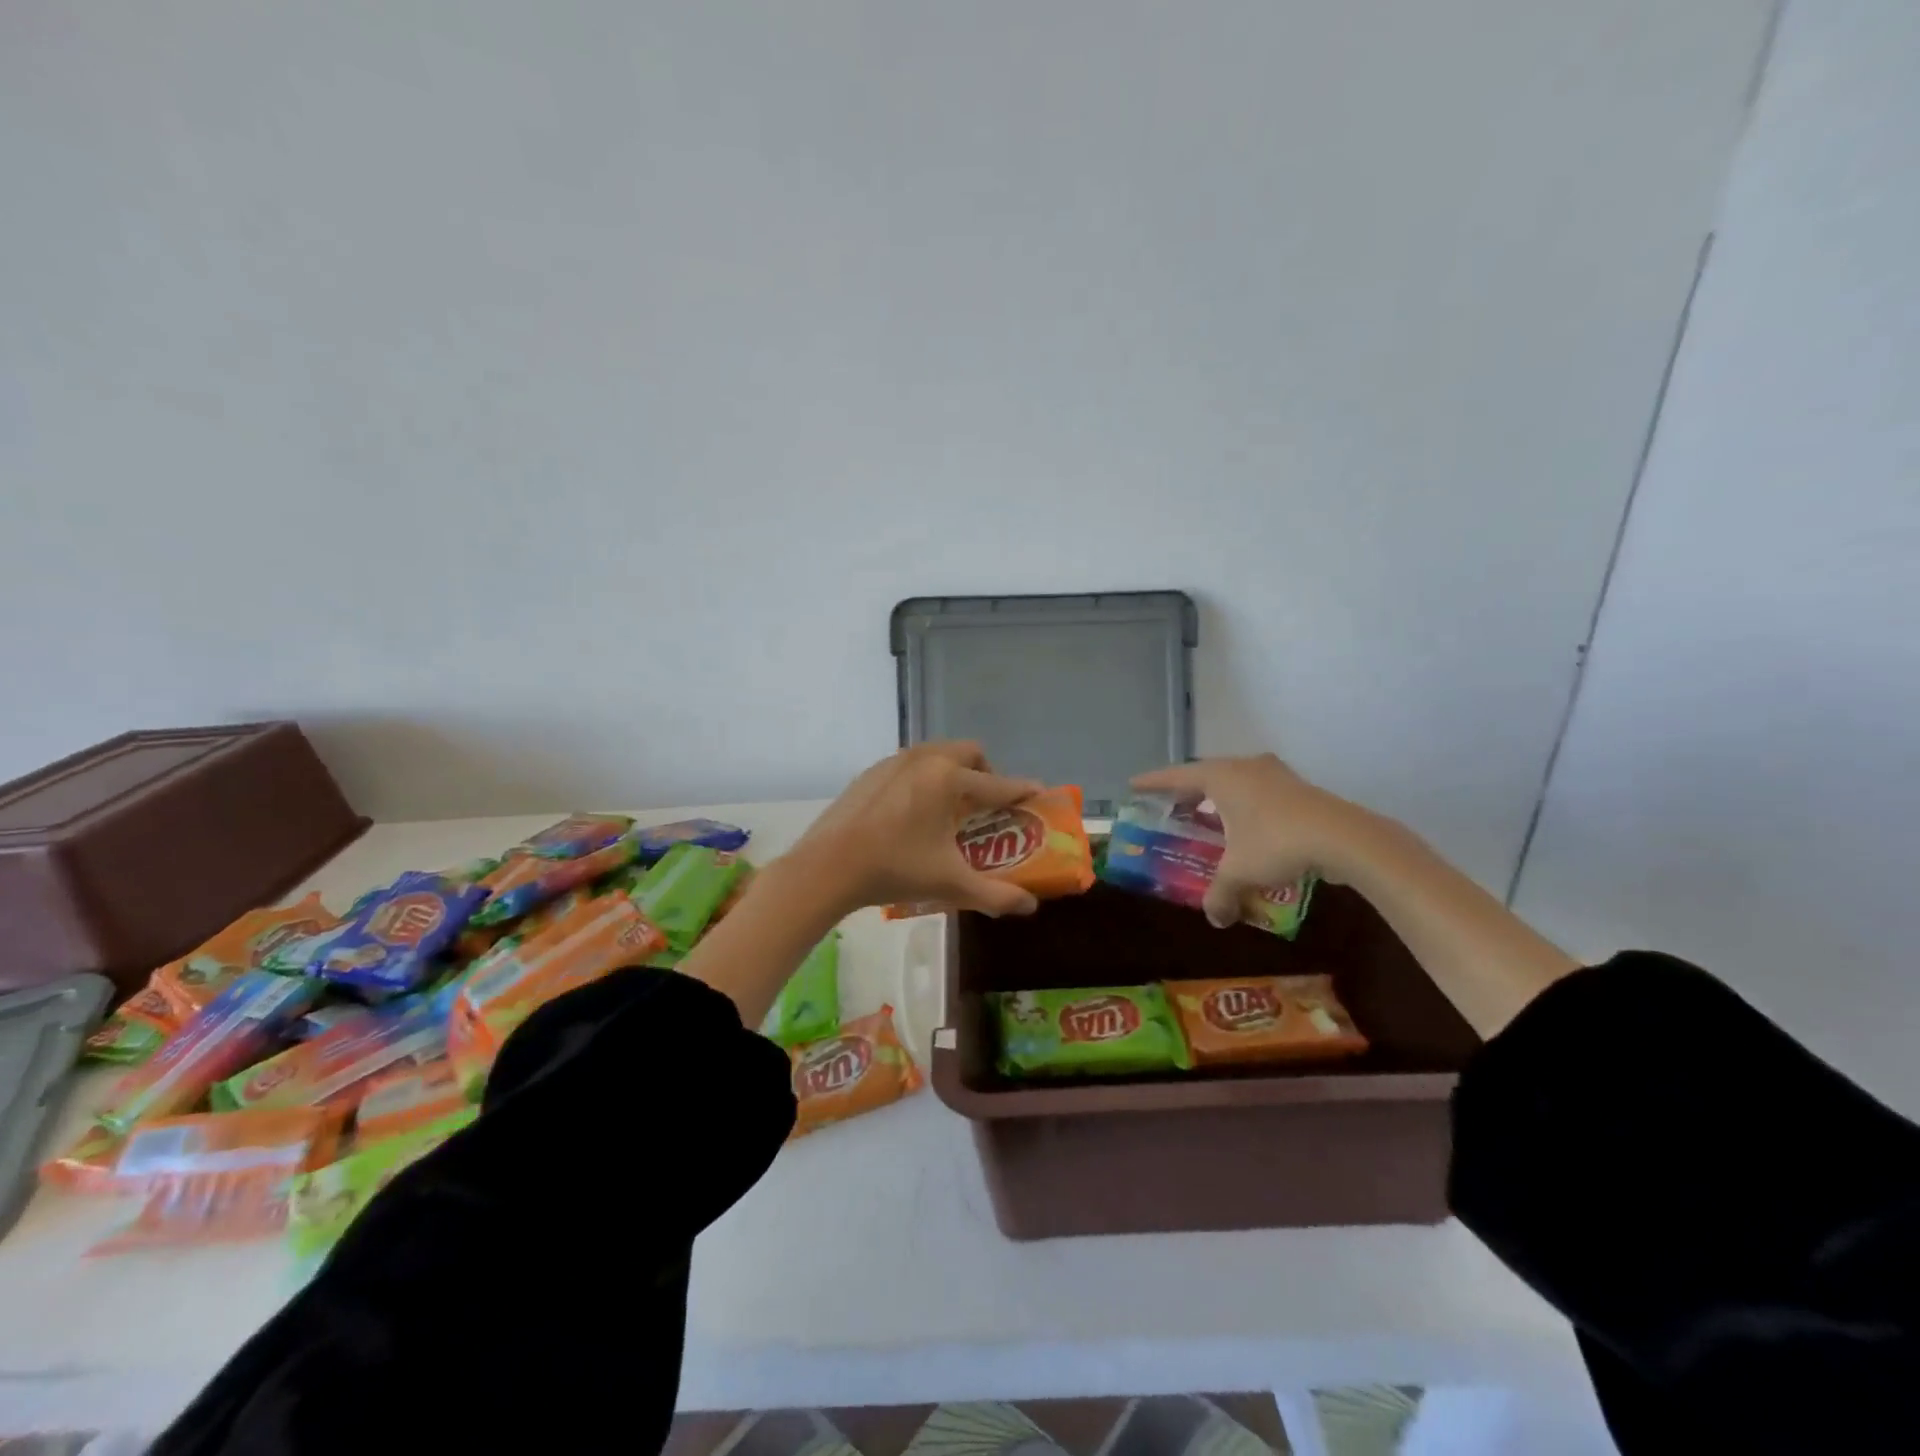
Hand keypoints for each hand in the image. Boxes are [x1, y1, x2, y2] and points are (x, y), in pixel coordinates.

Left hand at [789, 742, 1045, 916]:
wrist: (828, 866)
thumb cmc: (895, 869)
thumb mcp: (950, 884)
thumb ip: (996, 895)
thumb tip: (1030, 906)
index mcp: (949, 779)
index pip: (998, 784)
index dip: (1023, 790)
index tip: (1040, 794)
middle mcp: (926, 759)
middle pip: (970, 753)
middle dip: (987, 774)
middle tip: (987, 806)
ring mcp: (895, 761)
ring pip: (938, 753)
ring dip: (955, 771)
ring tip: (951, 807)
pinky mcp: (872, 771)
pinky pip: (911, 763)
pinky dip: (926, 777)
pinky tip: (914, 810)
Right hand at [1131, 754, 1371, 927]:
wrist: (1345, 837)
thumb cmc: (1277, 843)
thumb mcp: (1240, 872)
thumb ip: (1220, 894)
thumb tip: (1215, 919)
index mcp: (1222, 776)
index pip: (1177, 776)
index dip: (1153, 783)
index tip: (1133, 785)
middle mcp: (1245, 767)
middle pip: (1206, 775)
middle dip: (1187, 793)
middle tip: (1171, 808)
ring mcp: (1275, 775)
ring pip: (1236, 783)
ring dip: (1219, 800)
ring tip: (1206, 820)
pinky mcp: (1298, 789)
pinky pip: (1258, 793)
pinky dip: (1243, 807)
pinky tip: (1244, 830)